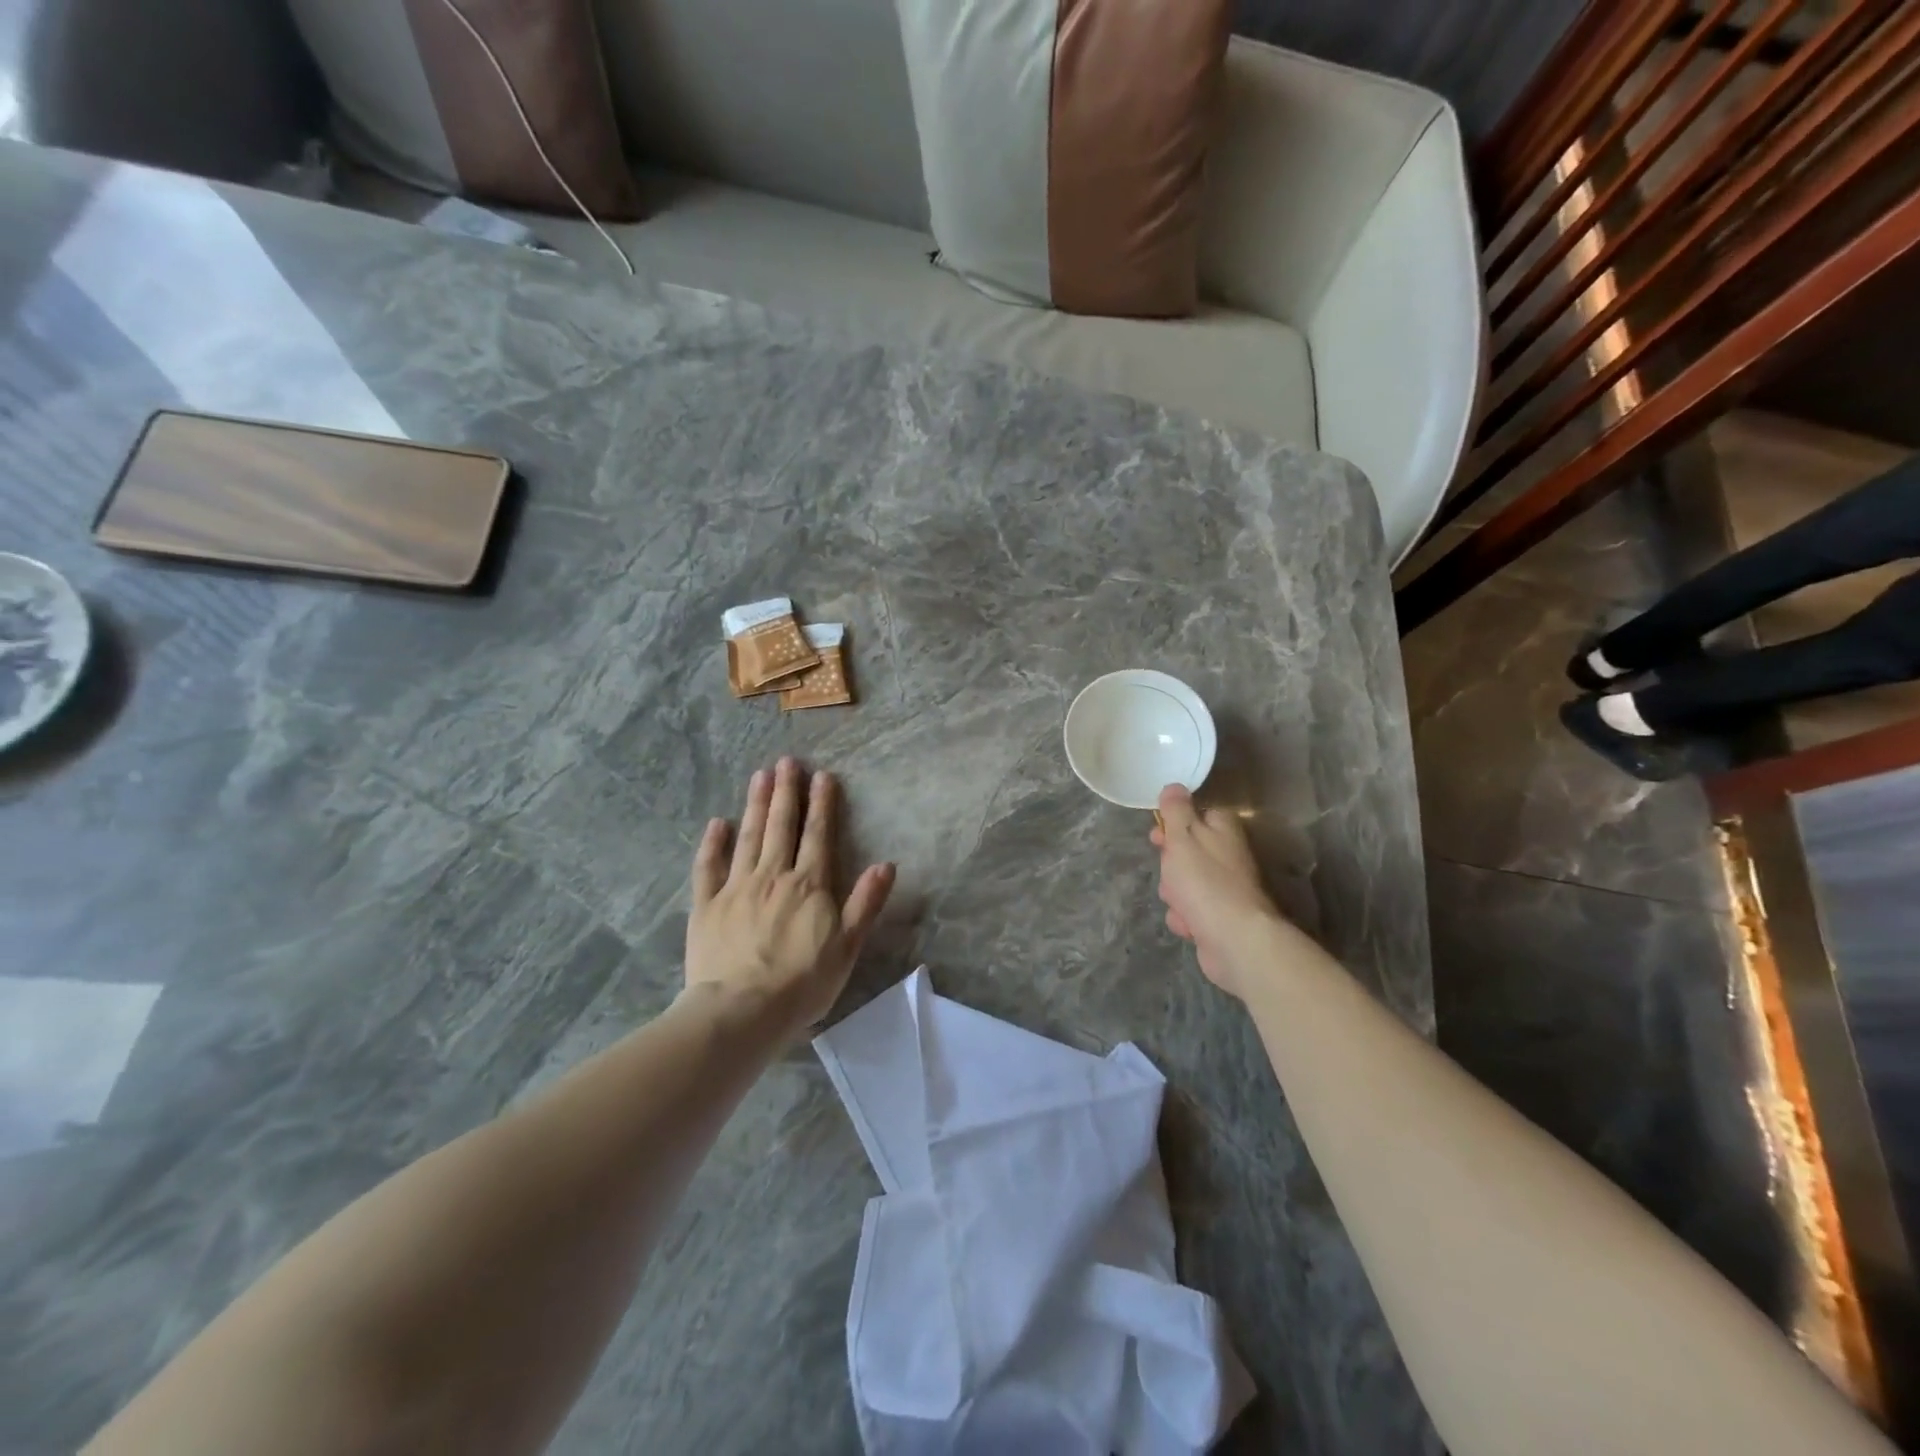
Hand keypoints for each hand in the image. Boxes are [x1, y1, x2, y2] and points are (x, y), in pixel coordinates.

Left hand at [685, 758, 895, 1037]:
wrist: (741, 1011)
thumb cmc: (801, 983)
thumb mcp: (847, 947)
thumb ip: (865, 903)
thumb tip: (886, 864)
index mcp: (809, 885)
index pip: (818, 835)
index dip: (822, 804)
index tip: (822, 775)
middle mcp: (773, 876)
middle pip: (781, 826)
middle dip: (786, 792)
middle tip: (786, 762)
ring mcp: (736, 888)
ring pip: (749, 837)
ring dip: (756, 805)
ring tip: (760, 776)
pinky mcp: (707, 905)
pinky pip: (709, 867)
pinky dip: (713, 844)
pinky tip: (717, 823)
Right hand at [1150, 784, 1282, 999]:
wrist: (1234, 939)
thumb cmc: (1205, 881)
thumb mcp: (1183, 836)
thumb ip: (1176, 810)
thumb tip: (1175, 786)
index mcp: (1223, 830)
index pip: (1197, 815)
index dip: (1174, 825)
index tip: (1158, 834)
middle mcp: (1228, 856)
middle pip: (1187, 852)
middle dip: (1171, 865)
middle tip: (1170, 872)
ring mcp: (1225, 889)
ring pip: (1183, 883)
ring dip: (1175, 894)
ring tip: (1181, 903)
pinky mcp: (1220, 918)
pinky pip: (1190, 911)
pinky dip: (1185, 918)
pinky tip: (1189, 924)